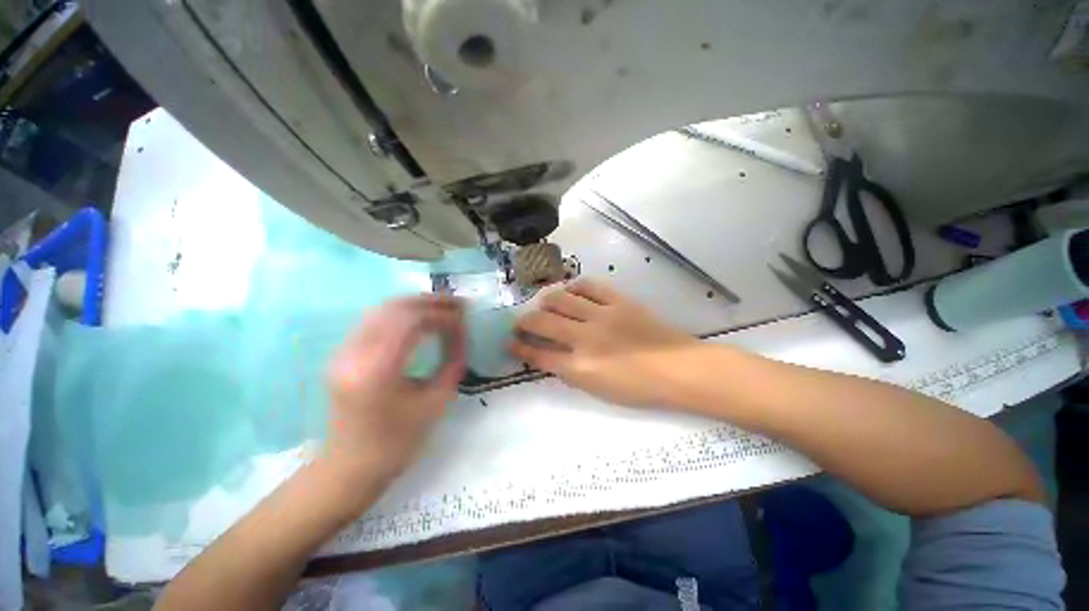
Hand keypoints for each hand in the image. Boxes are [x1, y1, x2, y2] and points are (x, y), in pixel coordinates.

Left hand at [325, 294, 465, 491]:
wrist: (351, 467)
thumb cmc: (399, 441)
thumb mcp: (437, 400)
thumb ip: (453, 359)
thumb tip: (461, 330)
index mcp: (377, 372)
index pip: (411, 322)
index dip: (442, 314)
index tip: (465, 317)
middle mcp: (353, 355)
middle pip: (394, 308)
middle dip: (431, 301)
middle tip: (459, 302)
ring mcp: (343, 352)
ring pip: (382, 309)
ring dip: (416, 303)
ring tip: (444, 306)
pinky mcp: (342, 354)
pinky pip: (375, 320)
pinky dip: (402, 313)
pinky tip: (421, 316)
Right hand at [511, 279, 699, 406]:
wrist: (678, 368)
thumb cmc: (639, 388)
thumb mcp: (598, 390)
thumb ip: (570, 373)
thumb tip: (551, 357)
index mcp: (581, 367)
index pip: (539, 355)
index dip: (520, 349)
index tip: (511, 343)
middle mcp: (586, 338)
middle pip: (543, 323)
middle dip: (524, 322)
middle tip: (520, 323)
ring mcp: (602, 315)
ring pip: (561, 298)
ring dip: (546, 301)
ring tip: (544, 305)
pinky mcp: (618, 300)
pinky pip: (589, 286)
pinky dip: (575, 287)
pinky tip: (572, 292)